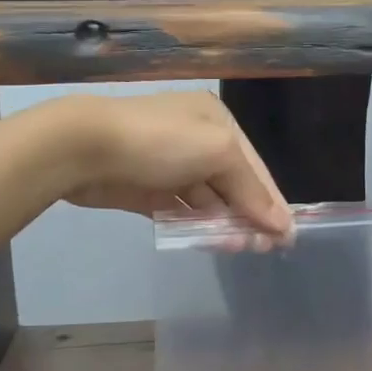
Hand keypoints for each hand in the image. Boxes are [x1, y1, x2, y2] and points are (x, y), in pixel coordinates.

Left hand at [51, 92, 292, 237]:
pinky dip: (195, 226)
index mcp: (216, 121)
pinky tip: (209, 243)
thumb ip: (250, 188)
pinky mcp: (146, 190)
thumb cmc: (160, 141)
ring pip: (207, 200)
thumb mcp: (217, 152)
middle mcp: (196, 140)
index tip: (287, 235)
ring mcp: (169, 166)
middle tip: (263, 249)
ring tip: (239, 249)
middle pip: (233, 183)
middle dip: (249, 214)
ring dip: (224, 224)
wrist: (84, 148)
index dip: (271, 199)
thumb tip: (281, 224)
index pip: (255, 164)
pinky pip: (180, 211)